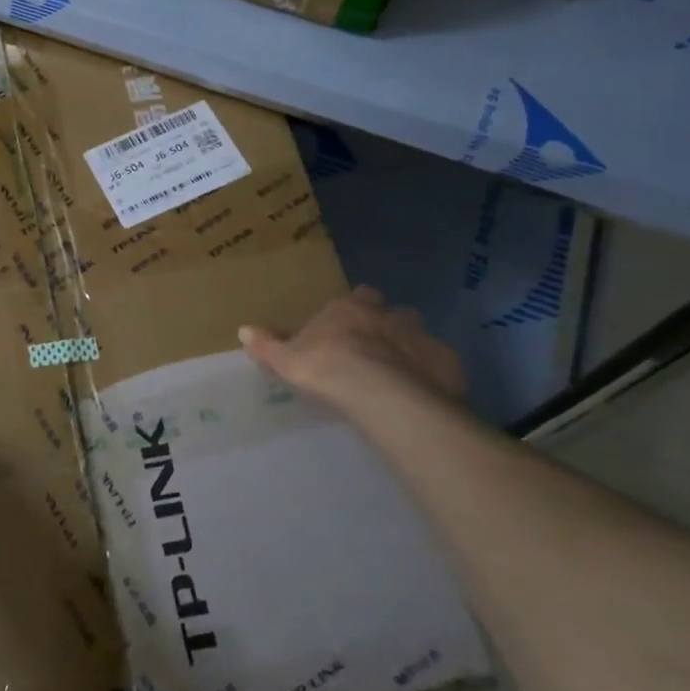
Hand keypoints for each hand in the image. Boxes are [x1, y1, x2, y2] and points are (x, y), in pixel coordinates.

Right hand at [239, 287, 464, 413]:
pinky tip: (425, 394)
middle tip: (378, 349)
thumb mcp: (287, 359)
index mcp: (351, 309)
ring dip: (413, 349)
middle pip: (394, 312)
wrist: (381, 394)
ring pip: (420, 336)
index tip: (351, 324)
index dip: (357, 308)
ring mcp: (422, 337)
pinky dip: (434, 376)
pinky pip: (442, 366)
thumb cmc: (327, 368)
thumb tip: (243, 329)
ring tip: (402, 374)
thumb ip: (268, 344)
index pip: (359, 296)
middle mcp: (390, 315)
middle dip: (389, 324)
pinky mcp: (447, 364)